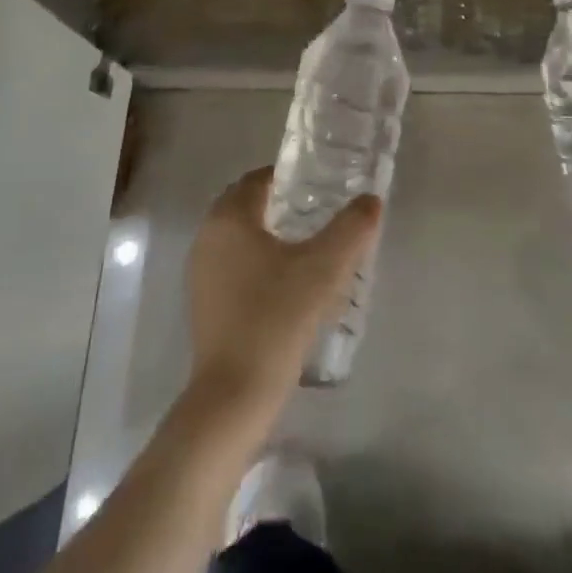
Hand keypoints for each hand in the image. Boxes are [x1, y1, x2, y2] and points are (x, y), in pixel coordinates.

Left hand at [186, 167, 381, 417]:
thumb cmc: (277, 317)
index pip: (259, 178)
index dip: (290, 177)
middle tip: (319, 213)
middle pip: (247, 203)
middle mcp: (207, 236)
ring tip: (308, 247)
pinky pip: (232, 263)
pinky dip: (256, 260)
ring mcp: (200, 271)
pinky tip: (286, 283)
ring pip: (239, 235)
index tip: (322, 186)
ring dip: (269, 233)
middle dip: (281, 203)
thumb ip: (352, 228)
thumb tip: (371, 199)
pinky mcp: (203, 302)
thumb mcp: (325, 268)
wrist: (234, 395)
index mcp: (229, 217)